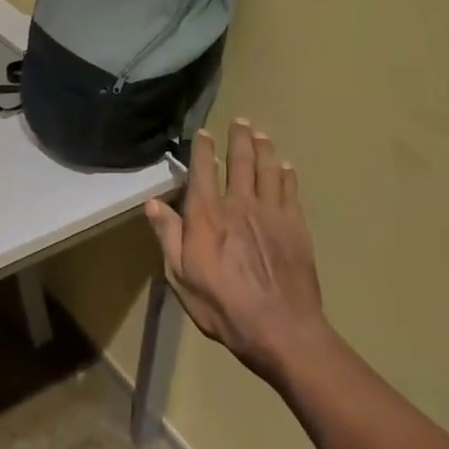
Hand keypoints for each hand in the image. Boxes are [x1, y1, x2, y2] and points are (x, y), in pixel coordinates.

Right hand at [144, 120, 333, 384]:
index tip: (203, 132)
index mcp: (207, 215)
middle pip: (240, 161)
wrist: (280, 327)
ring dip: (264, 148)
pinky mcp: (296, 226)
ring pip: (268, 169)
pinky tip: (285, 167)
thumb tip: (153, 203)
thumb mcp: (180, 276)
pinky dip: (286, 174)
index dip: (202, 149)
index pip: (203, 171)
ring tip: (261, 134)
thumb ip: (168, 236)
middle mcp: (240, 204)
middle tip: (240, 121)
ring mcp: (272, 213)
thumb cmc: (222, 305)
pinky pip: (290, 190)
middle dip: (238, 138)